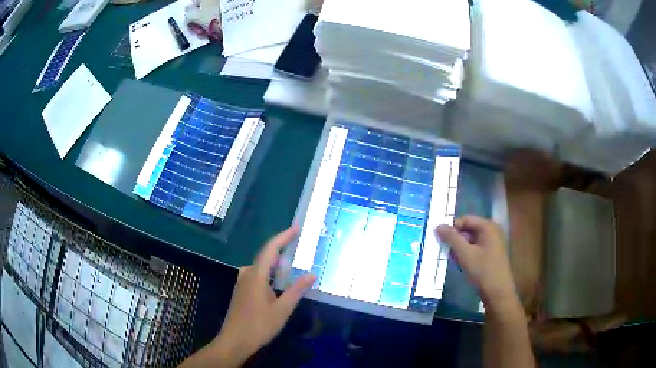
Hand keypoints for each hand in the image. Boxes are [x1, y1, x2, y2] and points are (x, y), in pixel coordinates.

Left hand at [210, 227, 315, 366]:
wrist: (234, 340)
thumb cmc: (258, 326)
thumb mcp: (282, 310)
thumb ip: (296, 291)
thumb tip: (311, 274)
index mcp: (256, 276)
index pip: (270, 249)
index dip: (283, 237)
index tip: (296, 228)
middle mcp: (247, 274)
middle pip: (265, 256)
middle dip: (282, 248)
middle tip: (299, 245)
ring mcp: (242, 283)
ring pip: (261, 266)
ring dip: (276, 262)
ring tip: (293, 262)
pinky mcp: (242, 291)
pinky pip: (257, 274)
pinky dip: (270, 272)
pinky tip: (279, 281)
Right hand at [436, 216, 515, 305]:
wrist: (498, 292)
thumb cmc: (483, 270)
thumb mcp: (465, 254)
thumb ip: (451, 238)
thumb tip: (438, 225)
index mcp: (487, 227)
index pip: (465, 219)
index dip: (452, 228)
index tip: (440, 240)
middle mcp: (491, 231)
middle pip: (468, 229)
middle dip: (455, 240)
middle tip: (446, 252)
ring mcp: (492, 243)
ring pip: (470, 241)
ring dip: (460, 249)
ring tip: (453, 260)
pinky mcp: (491, 254)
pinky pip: (475, 249)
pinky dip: (466, 254)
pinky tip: (461, 264)